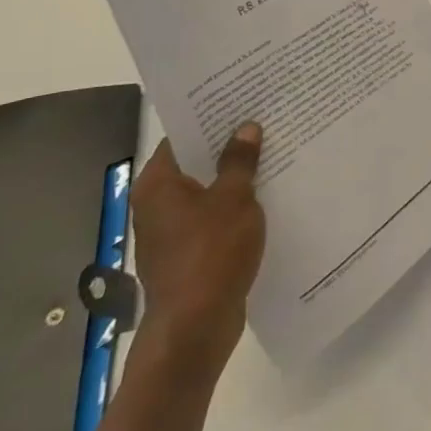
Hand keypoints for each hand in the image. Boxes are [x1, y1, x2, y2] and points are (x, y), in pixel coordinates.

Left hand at [129, 123, 267, 381]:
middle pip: (195, 163)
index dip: (211, 118)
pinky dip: (235, 207)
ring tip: (274, 155)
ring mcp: (171, 232)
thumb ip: (240, 161)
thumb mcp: (234, 199)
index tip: (242, 102)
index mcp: (158, 184)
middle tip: (265, 123)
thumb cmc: (210, 253)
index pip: (182, 136)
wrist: (195, 328)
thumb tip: (246, 128)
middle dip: (229, 147)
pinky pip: (214, 218)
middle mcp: (157, 204)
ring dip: (235, 179)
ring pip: (207, 192)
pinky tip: (268, 198)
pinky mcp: (188, 254)